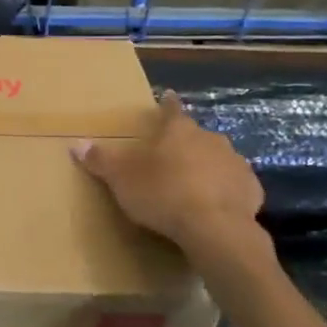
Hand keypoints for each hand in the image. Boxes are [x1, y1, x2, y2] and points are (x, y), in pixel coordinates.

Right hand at [73, 91, 262, 252]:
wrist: (215, 228)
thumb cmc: (163, 194)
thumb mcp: (122, 179)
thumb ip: (101, 161)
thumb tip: (75, 144)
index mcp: (179, 131)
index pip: (171, 110)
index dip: (167, 105)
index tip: (167, 97)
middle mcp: (211, 139)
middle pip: (195, 136)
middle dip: (184, 144)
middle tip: (171, 159)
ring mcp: (235, 163)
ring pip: (217, 160)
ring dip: (206, 168)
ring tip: (192, 188)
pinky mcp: (251, 189)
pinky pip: (234, 186)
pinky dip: (224, 193)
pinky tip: (214, 209)